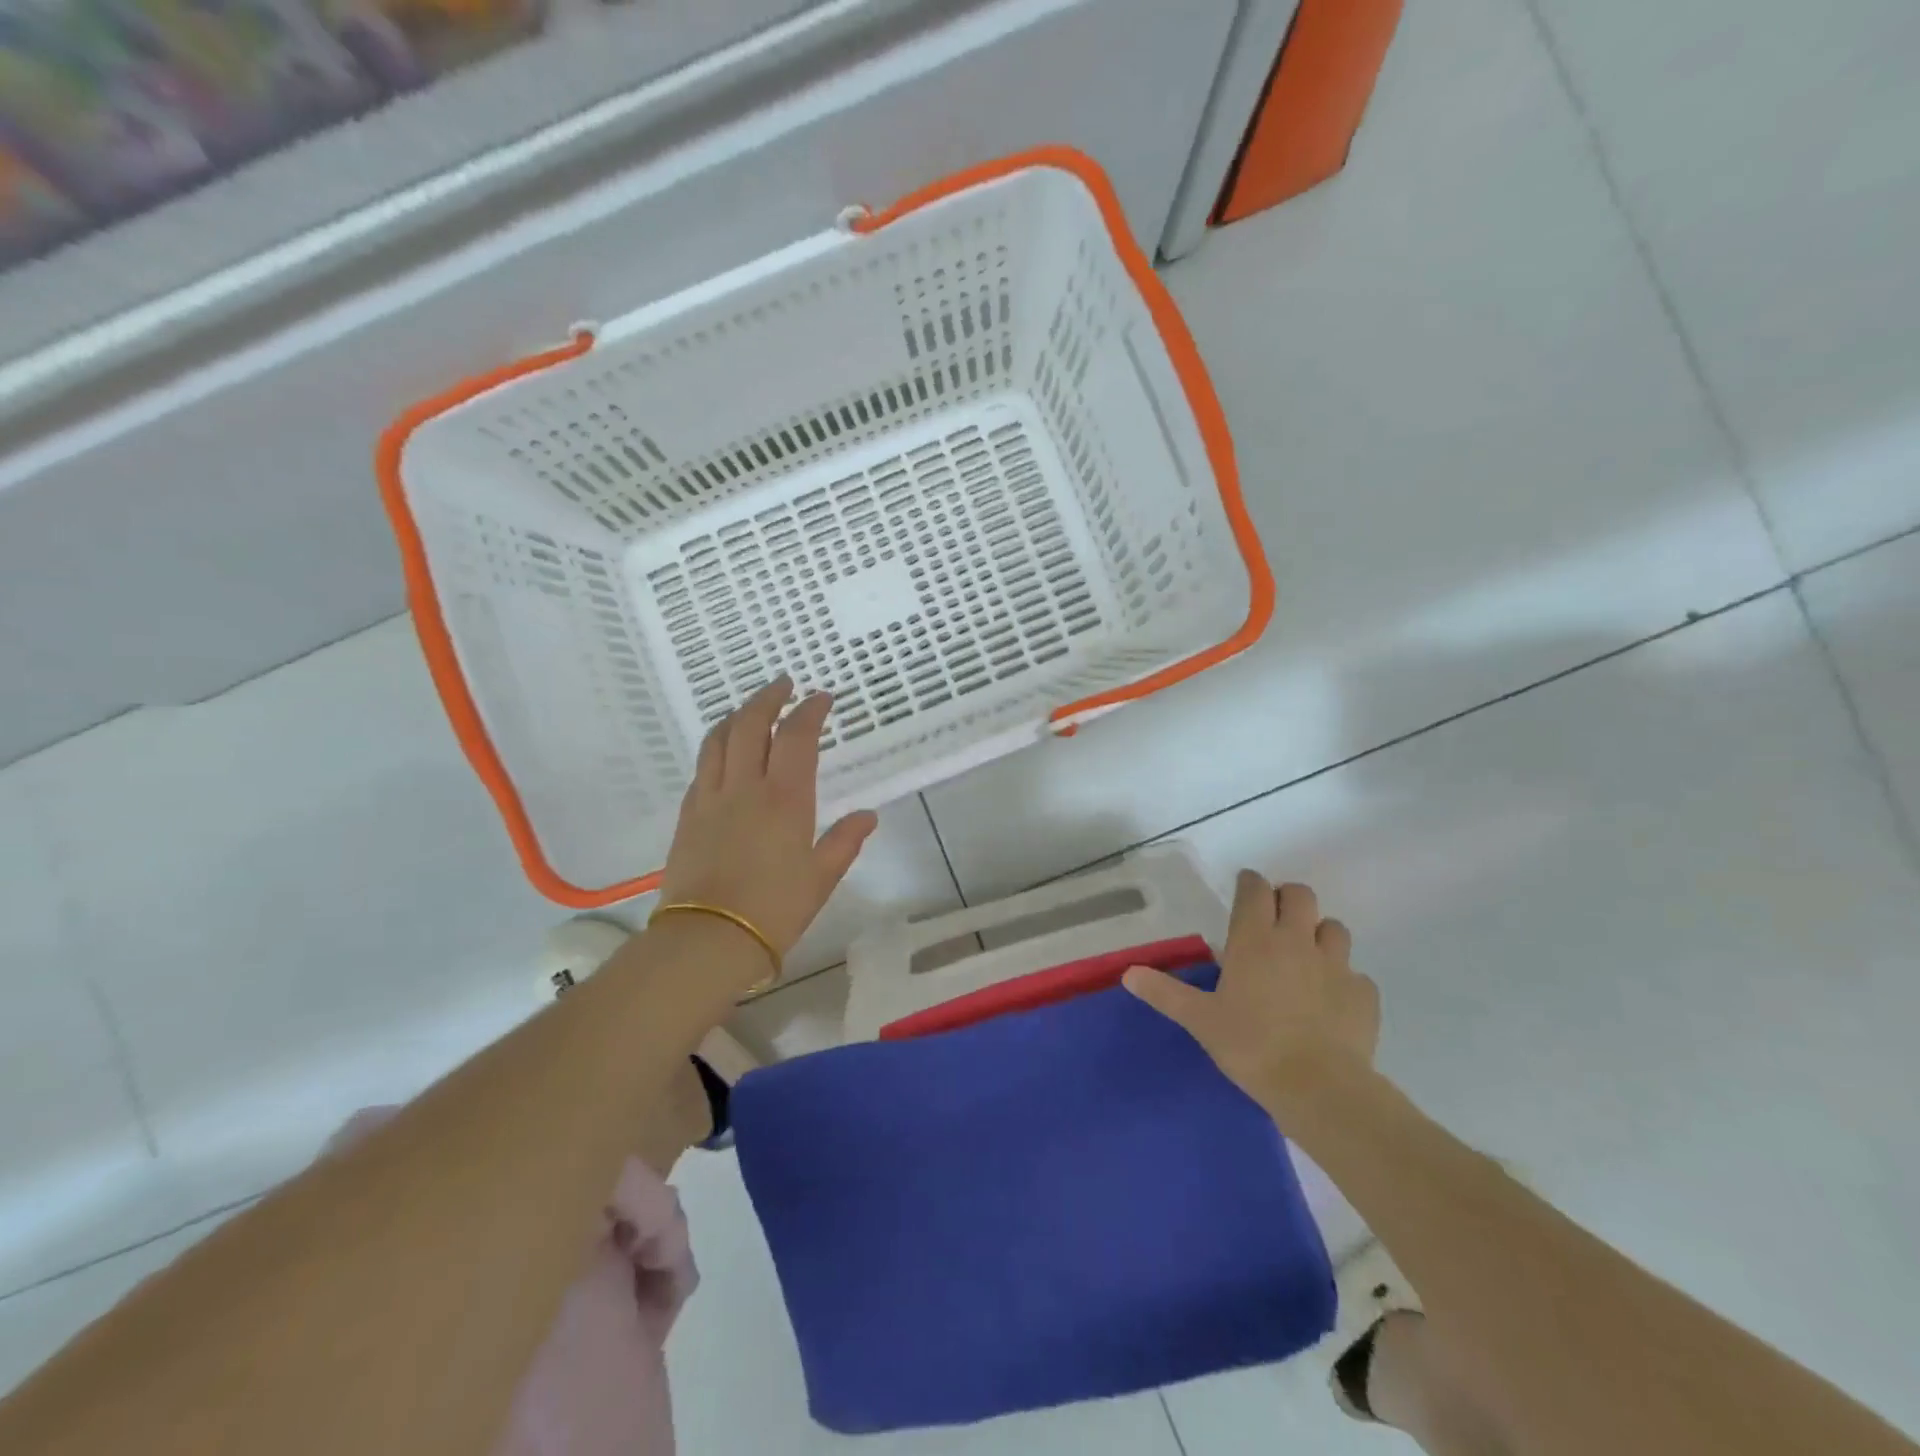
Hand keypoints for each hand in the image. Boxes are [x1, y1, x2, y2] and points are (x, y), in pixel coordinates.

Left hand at [658, 676, 877, 959]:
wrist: (707, 939)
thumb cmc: (774, 909)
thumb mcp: (821, 877)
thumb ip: (844, 841)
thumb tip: (868, 816)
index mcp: (785, 798)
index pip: (796, 736)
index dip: (809, 710)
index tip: (821, 697)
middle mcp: (745, 787)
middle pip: (750, 724)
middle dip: (768, 697)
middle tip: (783, 684)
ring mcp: (711, 798)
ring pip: (719, 739)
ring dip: (737, 715)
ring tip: (751, 708)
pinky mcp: (688, 815)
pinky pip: (703, 767)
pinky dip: (717, 747)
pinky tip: (725, 753)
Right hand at [1123, 872, 1379, 1120]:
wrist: (1318, 1087)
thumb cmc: (1250, 1045)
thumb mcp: (1200, 1020)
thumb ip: (1165, 993)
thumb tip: (1128, 973)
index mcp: (1255, 940)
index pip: (1255, 889)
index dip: (1249, 883)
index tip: (1244, 888)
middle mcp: (1297, 941)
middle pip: (1300, 895)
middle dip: (1287, 898)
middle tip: (1273, 918)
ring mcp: (1336, 965)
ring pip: (1334, 928)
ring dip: (1319, 933)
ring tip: (1305, 955)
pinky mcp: (1363, 994)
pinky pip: (1355, 974)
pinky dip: (1343, 979)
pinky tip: (1330, 1000)